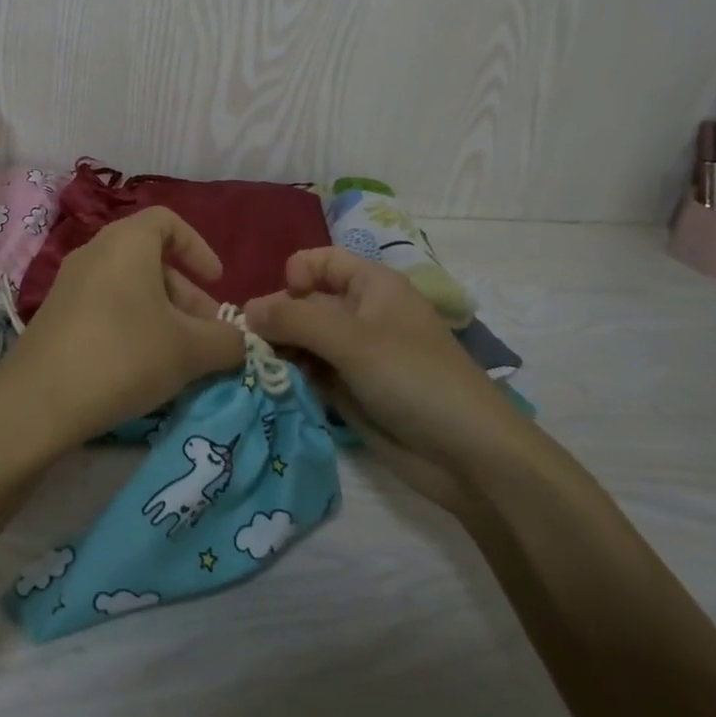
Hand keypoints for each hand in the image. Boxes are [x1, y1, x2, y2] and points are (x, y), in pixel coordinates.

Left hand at [0, 207, 244, 452]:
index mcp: (128, 241)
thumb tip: (241, 341)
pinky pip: (104, 306)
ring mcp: (70, 283)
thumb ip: (227, 341)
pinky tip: (141, 368)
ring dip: (161, 313)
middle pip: (151, 258)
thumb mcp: (190, 351)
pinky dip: (131, 325)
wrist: (37, 402)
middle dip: (186, 294)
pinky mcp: (54, 316)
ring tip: (179, 356)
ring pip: (128, 286)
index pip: (168, 221)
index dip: (198, 248)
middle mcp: (96, 251)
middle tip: (206, 333)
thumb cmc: (124, 355)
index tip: (216, 283)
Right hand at [244, 249, 508, 487]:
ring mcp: (356, 357)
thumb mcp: (352, 340)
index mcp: (372, 286)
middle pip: (308, 303)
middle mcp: (362, 315)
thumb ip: (296, 319)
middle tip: (246, 346)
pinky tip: (271, 389)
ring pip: (306, 342)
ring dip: (281, 351)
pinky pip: (313, 375)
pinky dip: (292, 379)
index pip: (322, 261)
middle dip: (278, 318)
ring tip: (253, 370)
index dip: (296, 274)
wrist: (468, 455)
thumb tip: (247, 309)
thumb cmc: (413, 377)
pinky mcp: (352, 393)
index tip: (279, 304)